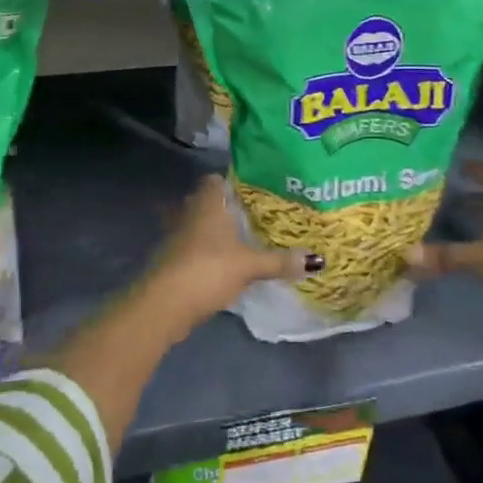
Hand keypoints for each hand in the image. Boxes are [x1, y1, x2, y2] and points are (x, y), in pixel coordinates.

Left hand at [143, 175, 307, 328]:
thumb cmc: (209, 268)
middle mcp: (189, 212)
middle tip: (251, 216)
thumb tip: (317, 259)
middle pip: (206, 202)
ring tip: (239, 240)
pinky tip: (221, 263)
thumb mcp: (249, 265)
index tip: (252, 191)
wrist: (165, 302)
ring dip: (212, 232)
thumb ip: (279, 261)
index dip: (231, 182)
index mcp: (208, 203)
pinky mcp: (170, 259)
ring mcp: (176, 236)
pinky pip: (191, 247)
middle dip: (225, 208)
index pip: (215, 180)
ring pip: (197, 225)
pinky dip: (204, 252)